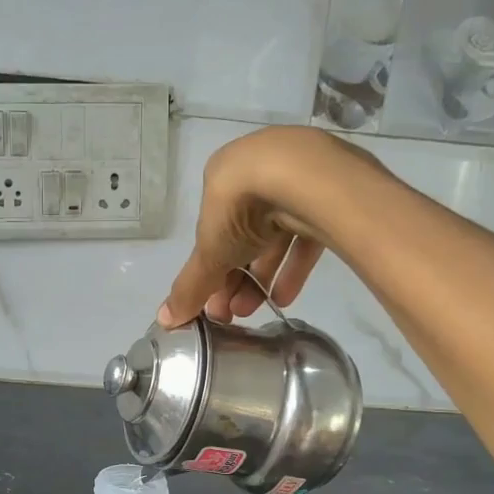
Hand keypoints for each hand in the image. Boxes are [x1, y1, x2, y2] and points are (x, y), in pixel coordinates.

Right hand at [159, 125, 382, 325]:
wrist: (304, 178)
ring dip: (261, 278)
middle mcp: (257, 173)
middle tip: (234, 313)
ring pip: (274, 238)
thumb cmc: (241, 208)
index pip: (212, 231)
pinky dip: (293, 267)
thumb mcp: (209, 254)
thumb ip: (189, 287)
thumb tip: (165, 320)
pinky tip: (284, 298)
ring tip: (256, 310)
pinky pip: (306, 236)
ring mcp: (295, 180)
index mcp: (222, 177)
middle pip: (243, 236)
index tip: (212, 302)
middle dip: (235, 279)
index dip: (210, 270)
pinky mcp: (328, 194)